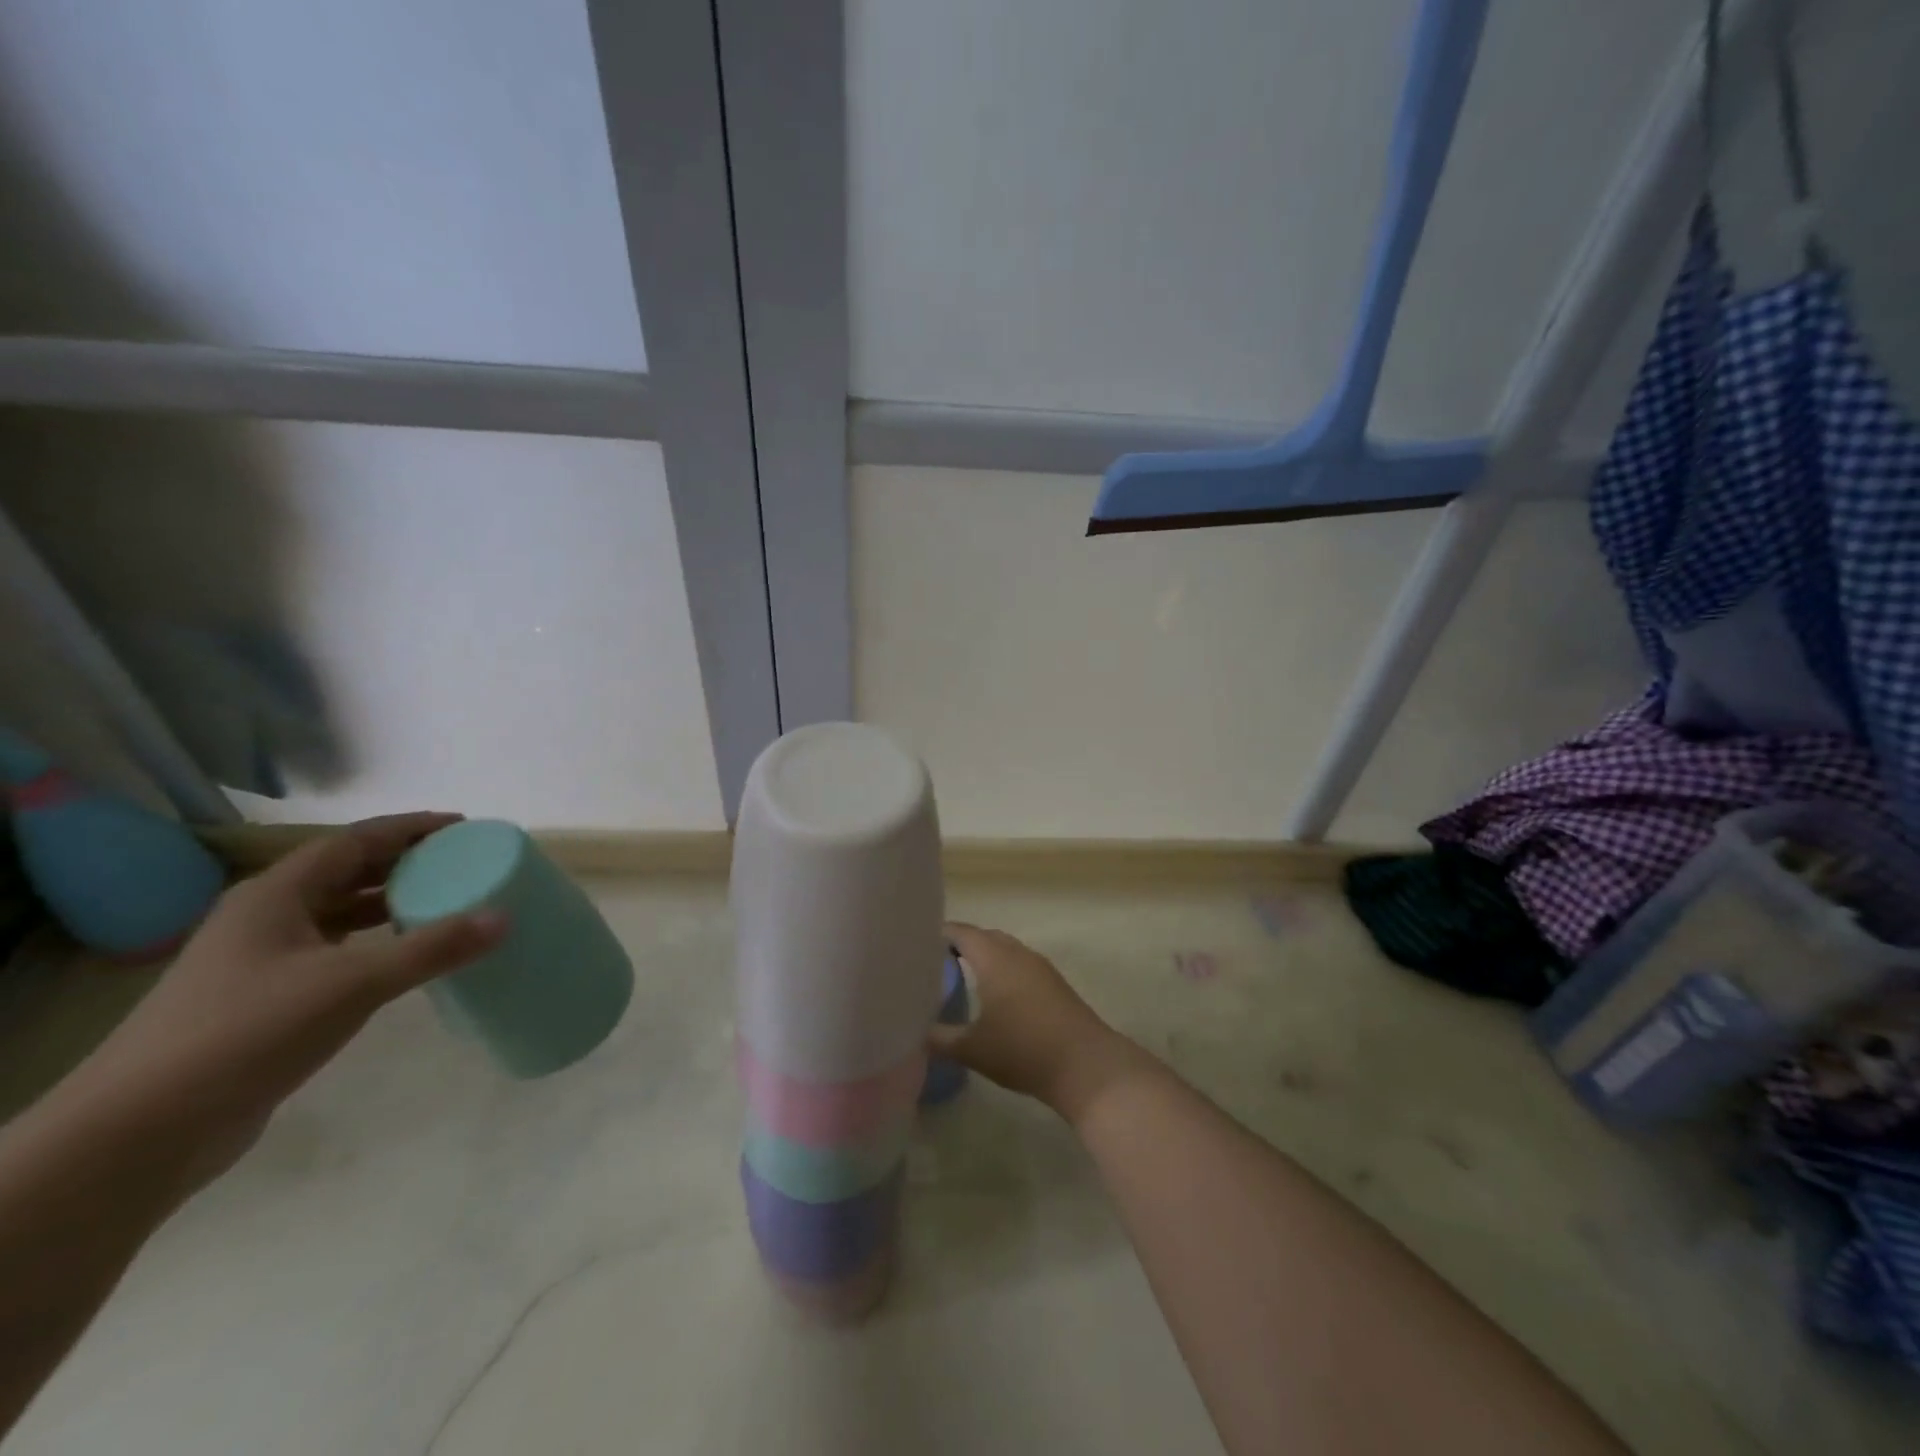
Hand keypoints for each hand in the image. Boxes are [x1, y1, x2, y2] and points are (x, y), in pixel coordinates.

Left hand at [58, 813, 506, 1188]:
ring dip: (388, 904)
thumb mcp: (352, 984)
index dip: (410, 828)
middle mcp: (264, 917)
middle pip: (345, 872)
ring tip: (445, 903)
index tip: (463, 826)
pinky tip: (402, 958)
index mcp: (275, 895)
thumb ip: (431, 948)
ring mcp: (258, 961)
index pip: (355, 841)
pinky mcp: (263, 1000)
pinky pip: (332, 951)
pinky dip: (373, 944)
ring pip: (336, 913)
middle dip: (404, 862)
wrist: (138, 1133)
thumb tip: (503, 916)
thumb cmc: (246, 1033)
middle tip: (462, 863)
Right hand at [935, 923, 1145, 1121]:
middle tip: (933, 961)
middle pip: (983, 937)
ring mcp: (1040, 966)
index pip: (960, 932)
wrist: (1084, 1065)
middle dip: (960, 944)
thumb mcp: (972, 1049)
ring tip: (961, 976)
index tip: (916, 944)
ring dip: (984, 957)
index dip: (938, 934)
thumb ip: (938, 1038)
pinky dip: (1002, 970)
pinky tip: (995, 995)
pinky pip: (1020, 964)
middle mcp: (1017, 952)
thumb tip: (912, 1032)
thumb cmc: (1022, 1050)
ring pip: (1005, 950)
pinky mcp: (1054, 983)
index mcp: (994, 958)